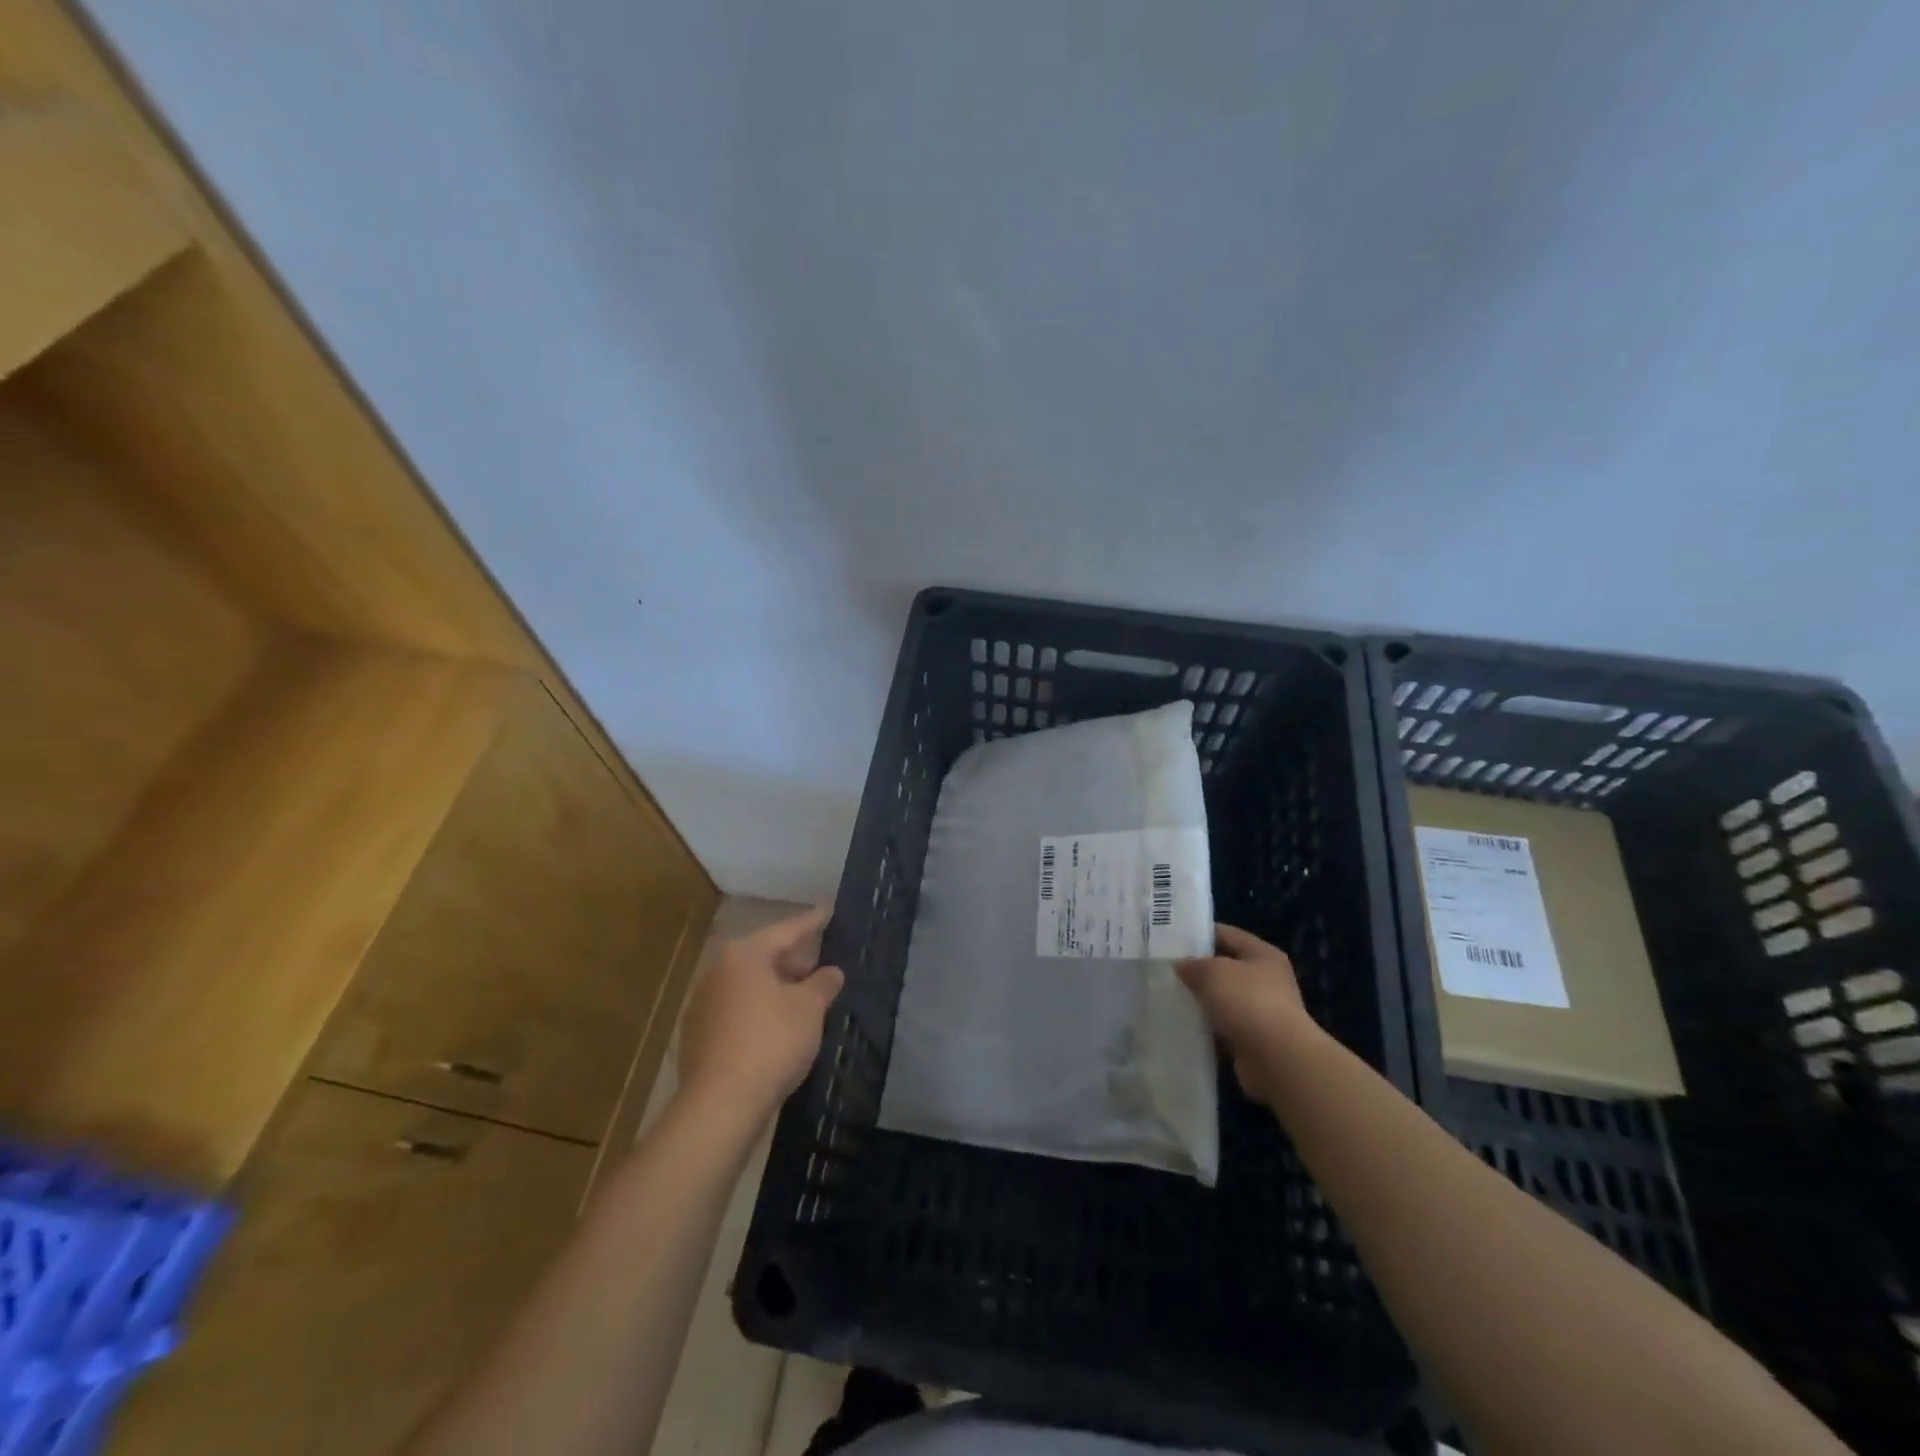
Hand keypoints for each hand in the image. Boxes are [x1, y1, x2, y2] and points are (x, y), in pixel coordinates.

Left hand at [678, 907, 844, 1127]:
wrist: (721, 1103)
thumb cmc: (771, 1041)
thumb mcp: (809, 1008)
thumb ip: (823, 983)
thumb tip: (831, 972)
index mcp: (743, 955)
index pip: (786, 930)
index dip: (812, 922)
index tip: (828, 910)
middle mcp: (718, 972)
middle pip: (764, 957)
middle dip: (794, 961)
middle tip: (822, 962)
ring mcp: (704, 1005)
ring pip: (750, 986)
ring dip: (777, 989)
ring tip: (805, 997)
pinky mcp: (699, 1037)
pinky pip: (739, 1012)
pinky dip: (761, 1012)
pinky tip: (780, 1027)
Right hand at [1176, 923, 1321, 1105]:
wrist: (1278, 1060)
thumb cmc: (1248, 1003)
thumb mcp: (1214, 972)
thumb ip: (1194, 965)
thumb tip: (1181, 966)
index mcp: (1263, 954)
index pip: (1227, 934)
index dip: (1199, 934)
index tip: (1171, 938)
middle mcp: (1266, 980)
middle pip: (1224, 967)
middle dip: (1197, 970)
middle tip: (1164, 969)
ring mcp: (1261, 1011)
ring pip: (1222, 999)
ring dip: (1200, 1000)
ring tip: (1167, 996)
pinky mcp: (1253, 1039)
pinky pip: (1222, 1027)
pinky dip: (1206, 1027)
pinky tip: (1182, 1024)